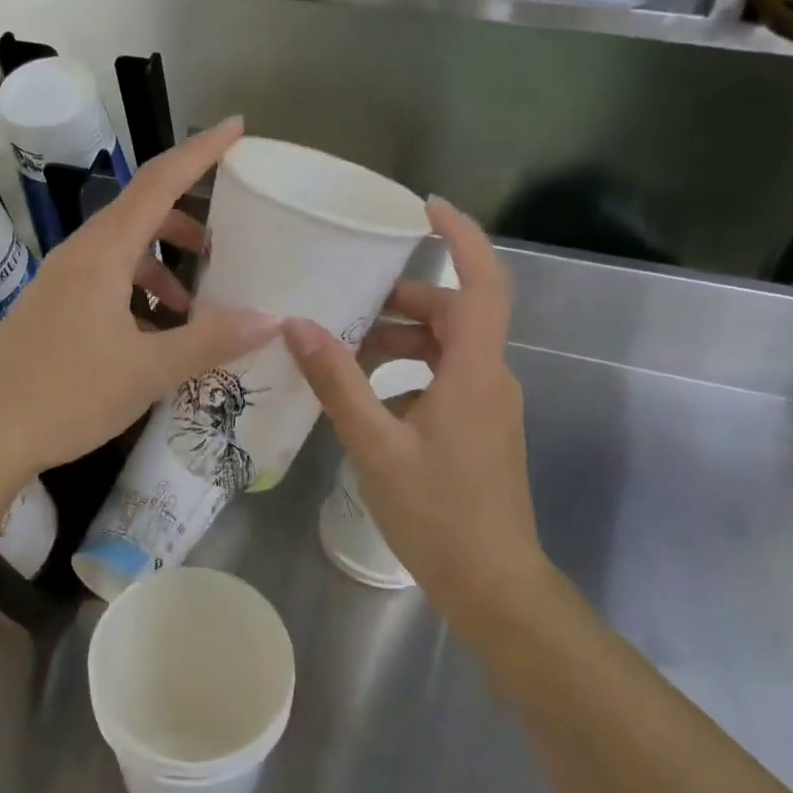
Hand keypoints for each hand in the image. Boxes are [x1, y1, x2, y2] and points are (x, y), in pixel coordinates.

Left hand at [0, 117, 277, 480]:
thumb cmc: (66, 396)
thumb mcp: (148, 370)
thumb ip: (210, 341)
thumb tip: (270, 319)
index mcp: (102, 253)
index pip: (159, 182)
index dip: (200, 152)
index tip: (236, 128)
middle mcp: (79, 255)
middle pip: (141, 215)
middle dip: (186, 224)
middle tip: (224, 248)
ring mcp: (59, 282)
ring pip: (123, 254)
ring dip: (162, 268)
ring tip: (193, 309)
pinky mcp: (51, 310)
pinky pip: (104, 283)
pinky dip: (137, 295)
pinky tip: (153, 337)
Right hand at [283, 198, 548, 622]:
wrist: (493, 585)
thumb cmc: (437, 514)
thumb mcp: (375, 444)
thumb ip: (337, 382)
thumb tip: (299, 325)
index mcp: (475, 372)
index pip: (482, 282)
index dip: (460, 237)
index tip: (425, 208)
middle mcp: (491, 378)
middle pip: (454, 314)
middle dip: (403, 301)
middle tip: (348, 302)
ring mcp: (489, 406)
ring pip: (447, 350)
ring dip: (399, 342)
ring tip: (344, 356)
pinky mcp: (481, 429)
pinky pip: (445, 380)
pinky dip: (407, 374)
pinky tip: (367, 401)